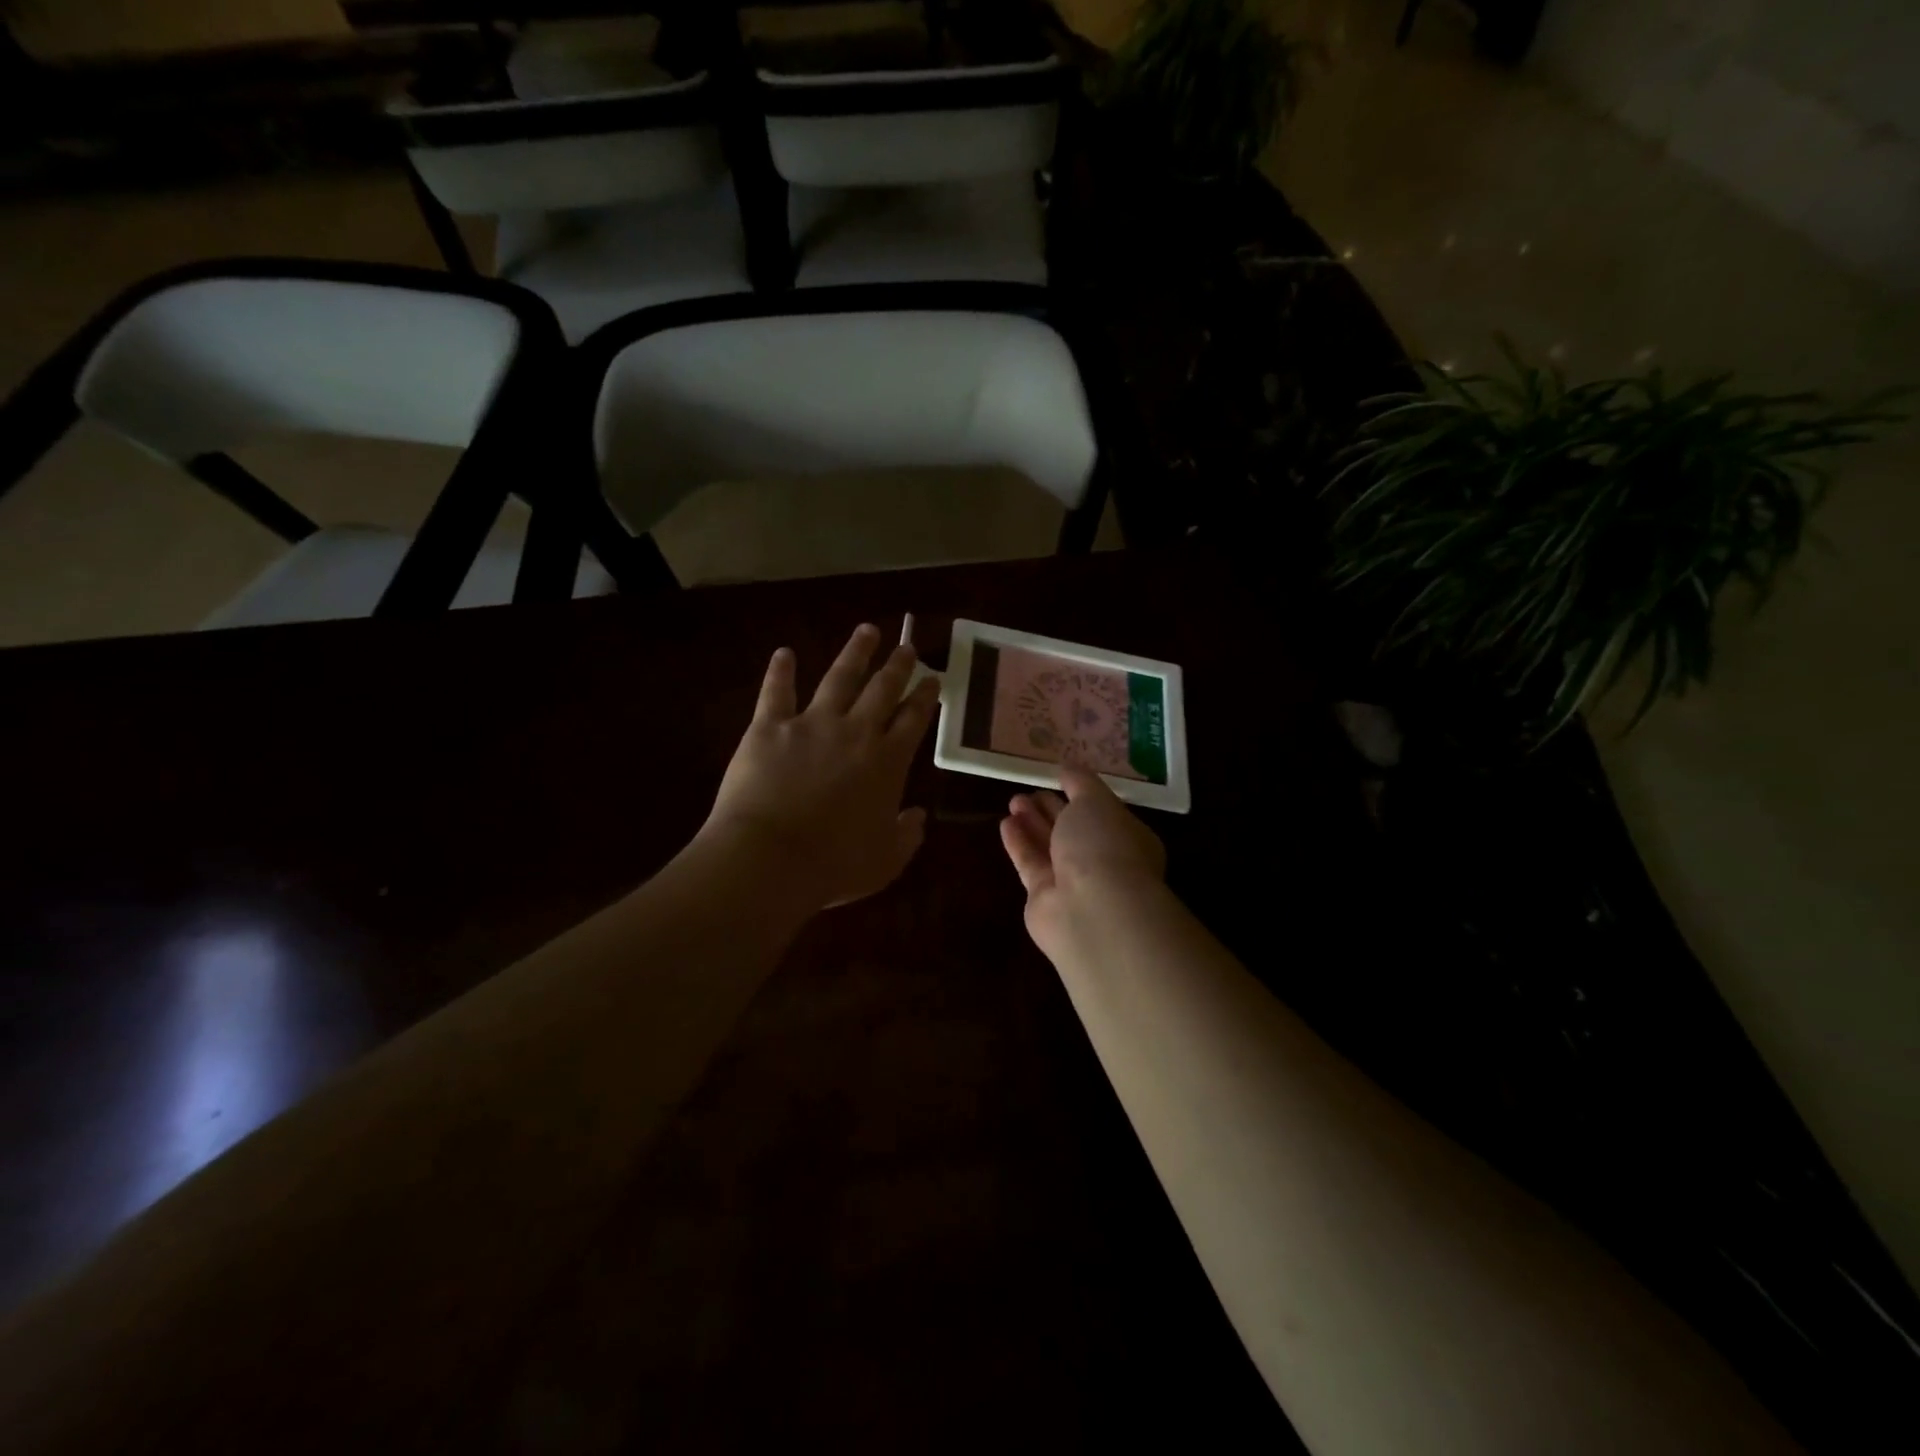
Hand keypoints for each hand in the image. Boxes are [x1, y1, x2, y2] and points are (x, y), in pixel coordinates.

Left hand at [702, 623, 940, 911]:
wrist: (770, 858)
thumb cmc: (834, 866)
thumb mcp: (886, 860)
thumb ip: (907, 835)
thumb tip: (917, 816)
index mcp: (887, 761)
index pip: (914, 719)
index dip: (925, 697)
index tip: (932, 679)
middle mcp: (855, 732)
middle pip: (882, 689)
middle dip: (898, 666)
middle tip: (907, 647)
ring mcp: (811, 724)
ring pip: (839, 678)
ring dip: (855, 653)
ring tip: (866, 631)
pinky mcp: (770, 727)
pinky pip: (777, 691)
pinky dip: (781, 671)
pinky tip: (784, 653)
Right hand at [999, 766, 1167, 957]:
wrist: (1093, 910)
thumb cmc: (1104, 846)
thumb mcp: (1096, 800)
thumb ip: (1080, 782)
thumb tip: (1067, 767)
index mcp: (1126, 837)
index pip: (1102, 812)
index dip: (1081, 794)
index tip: (1058, 777)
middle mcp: (1102, 861)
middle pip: (1072, 830)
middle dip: (1052, 809)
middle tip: (1029, 790)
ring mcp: (1073, 883)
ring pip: (1050, 846)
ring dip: (1032, 823)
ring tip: (1014, 800)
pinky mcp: (1044, 898)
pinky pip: (1030, 864)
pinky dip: (1019, 843)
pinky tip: (1006, 823)